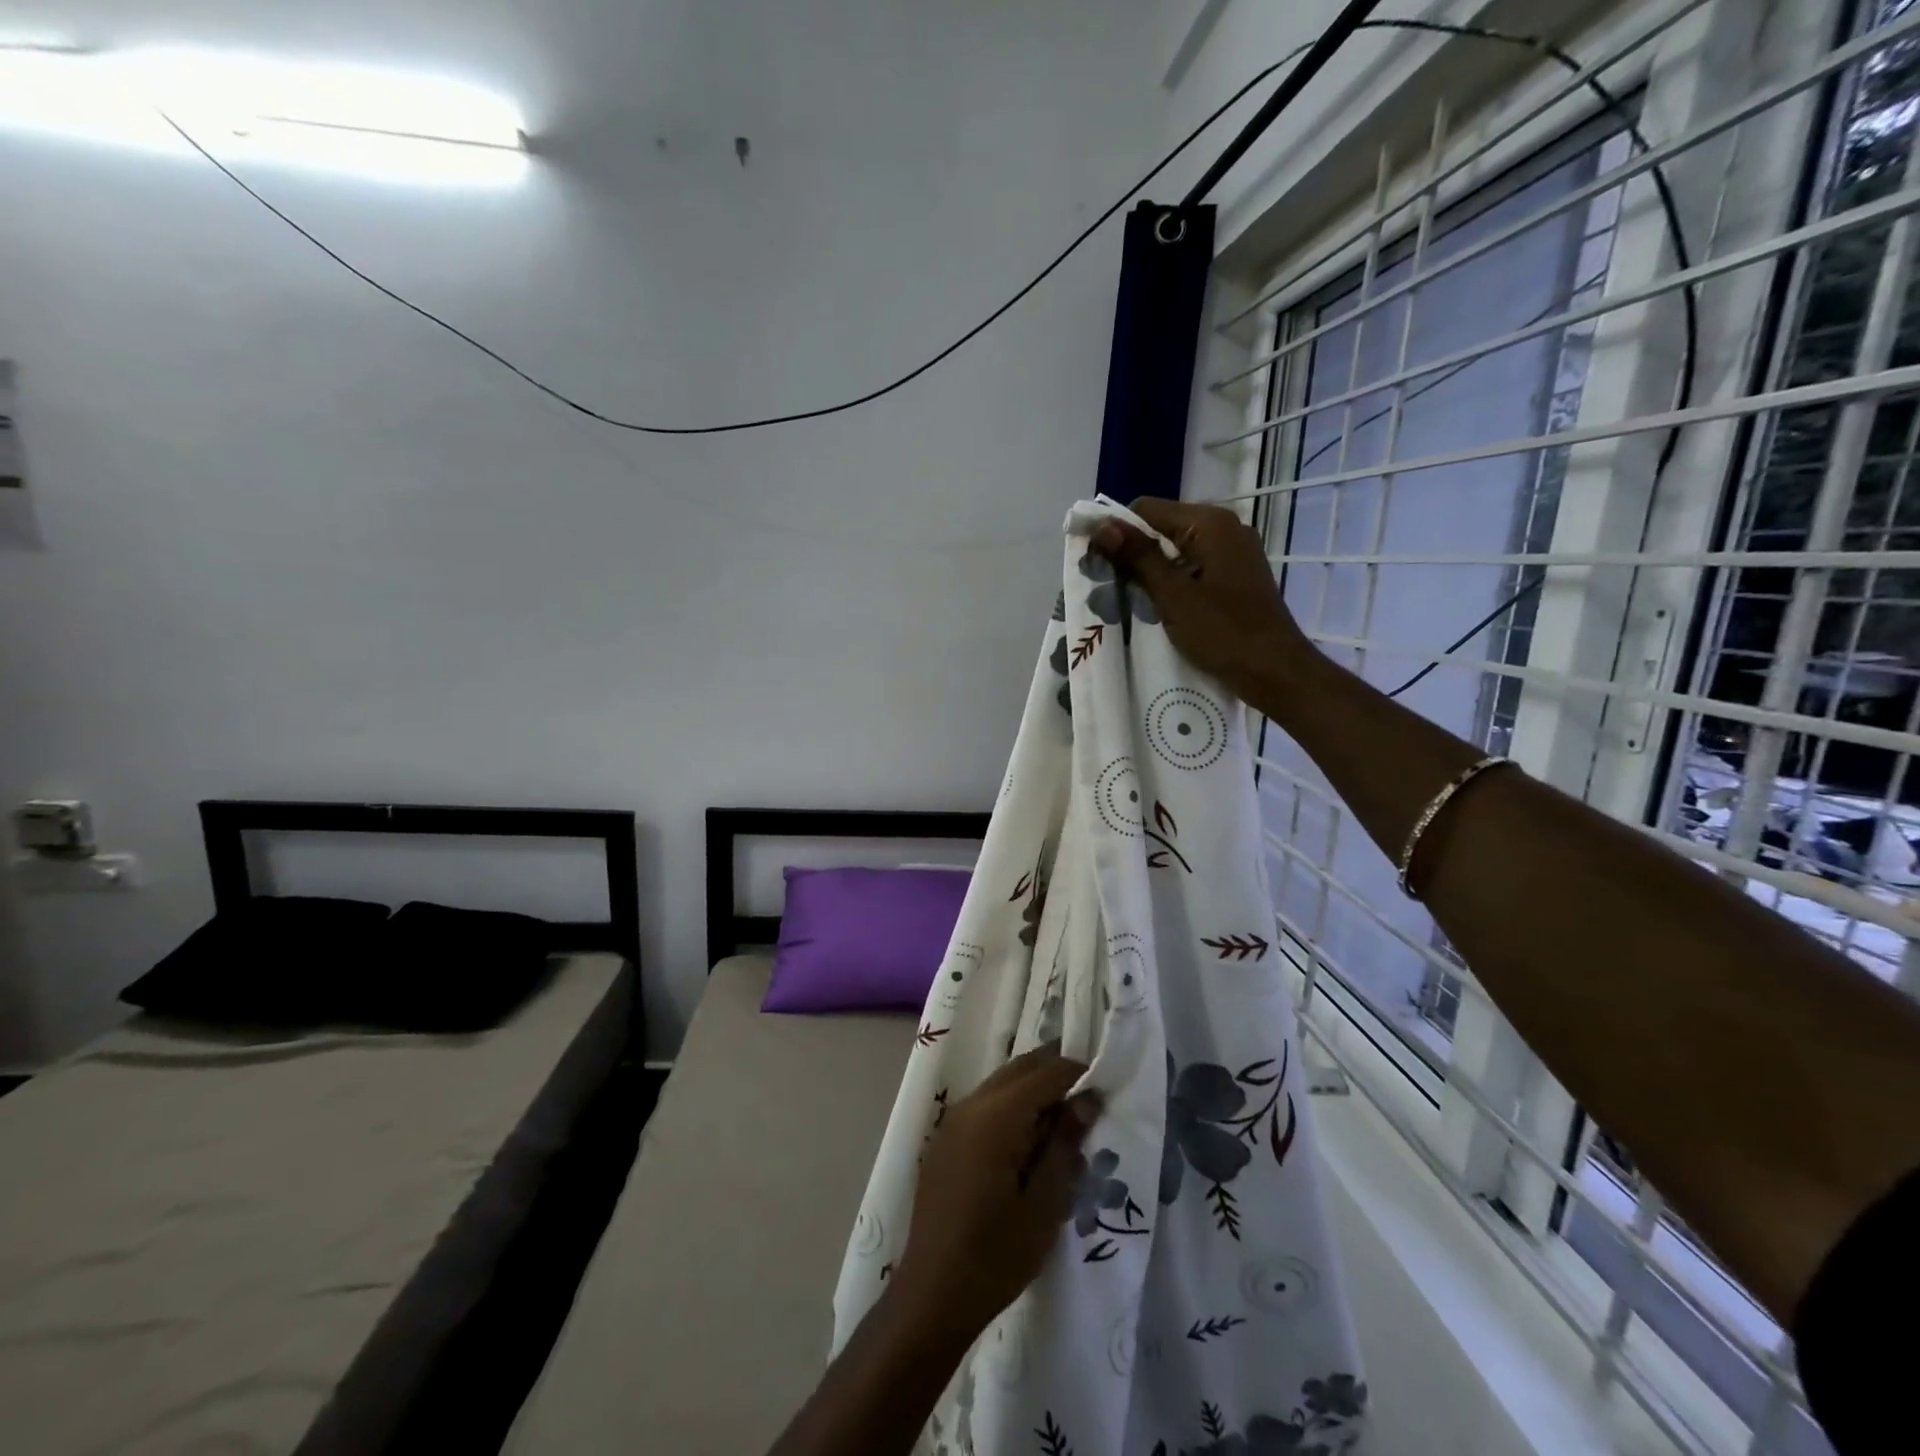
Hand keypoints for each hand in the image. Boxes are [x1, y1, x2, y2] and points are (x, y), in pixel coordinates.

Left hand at [891, 1050, 1101, 1345]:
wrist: (933, 1294)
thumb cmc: (996, 1255)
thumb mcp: (1044, 1204)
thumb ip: (1065, 1144)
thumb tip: (1086, 1099)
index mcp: (996, 1116)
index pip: (1045, 1073)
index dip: (1077, 1073)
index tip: (1104, 1088)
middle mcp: (971, 1105)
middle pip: (1020, 1068)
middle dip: (1055, 1073)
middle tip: (1088, 1098)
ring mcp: (953, 1120)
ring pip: (1001, 1083)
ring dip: (1033, 1089)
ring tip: (1063, 1123)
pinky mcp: (945, 1138)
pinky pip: (985, 1104)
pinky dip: (1012, 1106)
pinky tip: (1029, 1143)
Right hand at [1091, 499, 1312, 698]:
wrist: (1276, 672)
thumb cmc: (1223, 633)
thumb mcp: (1173, 596)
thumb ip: (1138, 558)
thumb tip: (1101, 525)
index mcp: (1210, 523)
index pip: (1147, 509)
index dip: (1117, 531)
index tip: (1095, 562)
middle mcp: (1224, 527)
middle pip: (1162, 527)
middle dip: (1132, 553)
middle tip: (1107, 585)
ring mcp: (1233, 552)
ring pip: (1176, 549)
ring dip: (1150, 570)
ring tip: (1127, 599)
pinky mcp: (1234, 575)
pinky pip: (1192, 567)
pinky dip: (1171, 581)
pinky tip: (1157, 606)